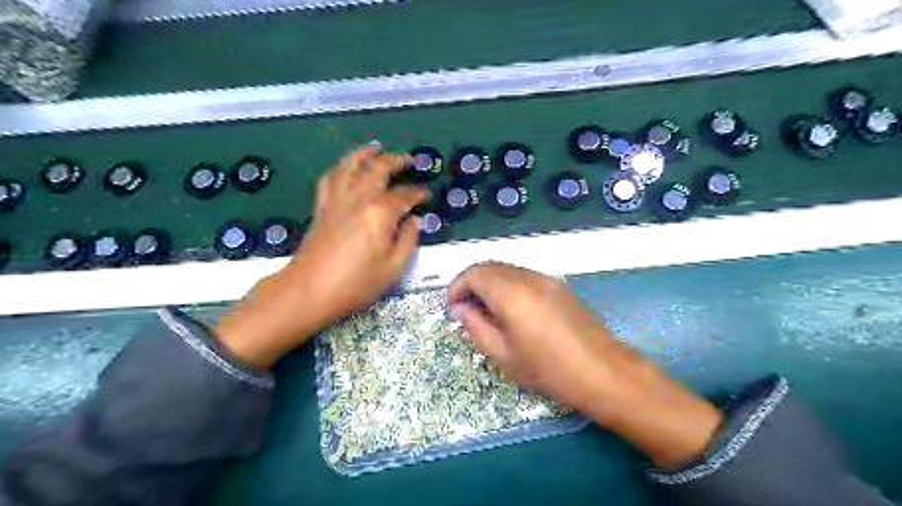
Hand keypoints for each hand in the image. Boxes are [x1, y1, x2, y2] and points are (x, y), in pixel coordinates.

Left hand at [219, 144, 428, 369]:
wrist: (310, 290)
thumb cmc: (356, 283)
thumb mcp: (393, 267)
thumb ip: (408, 239)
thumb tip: (414, 220)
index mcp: (380, 213)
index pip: (404, 195)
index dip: (418, 193)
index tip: (426, 194)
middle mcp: (358, 198)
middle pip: (378, 169)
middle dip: (395, 161)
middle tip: (408, 159)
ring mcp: (337, 199)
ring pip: (351, 165)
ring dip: (365, 153)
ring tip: (376, 147)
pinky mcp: (322, 206)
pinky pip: (331, 177)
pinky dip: (341, 167)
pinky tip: (346, 167)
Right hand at [447, 260, 722, 470]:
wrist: (603, 372)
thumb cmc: (548, 370)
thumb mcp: (503, 355)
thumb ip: (476, 327)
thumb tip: (462, 309)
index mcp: (511, 293)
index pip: (473, 273)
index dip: (457, 286)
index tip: (453, 307)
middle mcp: (528, 277)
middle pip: (489, 266)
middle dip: (471, 282)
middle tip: (466, 309)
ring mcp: (547, 279)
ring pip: (507, 269)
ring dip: (490, 283)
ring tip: (487, 311)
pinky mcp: (559, 286)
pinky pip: (524, 276)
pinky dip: (508, 285)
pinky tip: (512, 310)